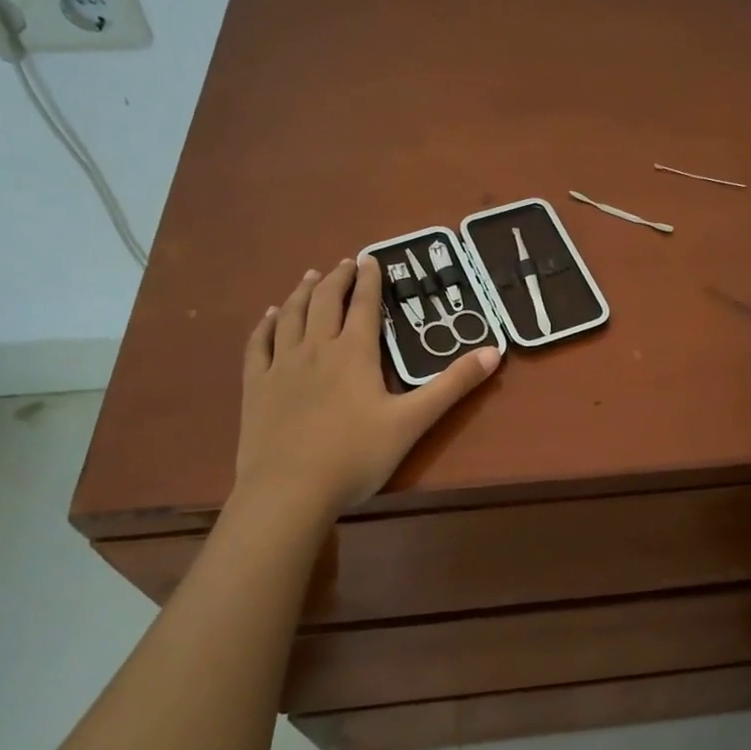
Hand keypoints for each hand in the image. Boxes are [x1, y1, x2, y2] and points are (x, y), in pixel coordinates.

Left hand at [233, 254, 497, 521]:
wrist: (289, 491)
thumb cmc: (356, 456)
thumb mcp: (413, 421)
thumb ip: (453, 385)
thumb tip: (494, 351)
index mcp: (355, 353)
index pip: (365, 305)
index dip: (370, 279)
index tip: (371, 258)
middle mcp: (316, 348)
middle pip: (325, 301)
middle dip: (337, 278)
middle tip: (345, 263)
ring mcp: (282, 366)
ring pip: (291, 316)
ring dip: (303, 292)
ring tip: (310, 276)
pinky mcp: (256, 386)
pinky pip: (259, 344)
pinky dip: (266, 324)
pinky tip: (270, 315)